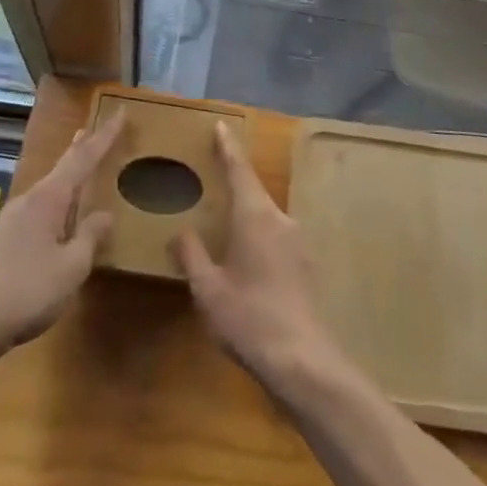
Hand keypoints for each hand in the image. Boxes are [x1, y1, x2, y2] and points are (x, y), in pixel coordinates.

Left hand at [0, 111, 123, 354]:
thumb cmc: (26, 292)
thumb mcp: (70, 268)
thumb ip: (89, 238)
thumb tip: (105, 215)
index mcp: (49, 199)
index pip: (83, 159)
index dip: (104, 137)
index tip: (119, 112)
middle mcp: (30, 199)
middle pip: (61, 166)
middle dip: (81, 147)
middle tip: (94, 129)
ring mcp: (12, 218)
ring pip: (48, 187)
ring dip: (66, 174)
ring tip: (79, 165)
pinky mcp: (2, 239)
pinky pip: (39, 207)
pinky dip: (56, 198)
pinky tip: (57, 214)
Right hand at [172, 123, 344, 390]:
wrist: (302, 359)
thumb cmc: (248, 317)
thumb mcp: (208, 288)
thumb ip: (192, 255)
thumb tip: (181, 232)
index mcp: (255, 215)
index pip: (240, 169)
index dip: (228, 148)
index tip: (221, 126)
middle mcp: (279, 218)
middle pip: (254, 190)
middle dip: (235, 182)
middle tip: (213, 177)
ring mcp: (297, 241)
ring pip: (266, 216)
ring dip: (246, 214)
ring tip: (225, 222)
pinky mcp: (305, 264)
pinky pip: (276, 236)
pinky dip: (259, 235)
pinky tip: (247, 258)